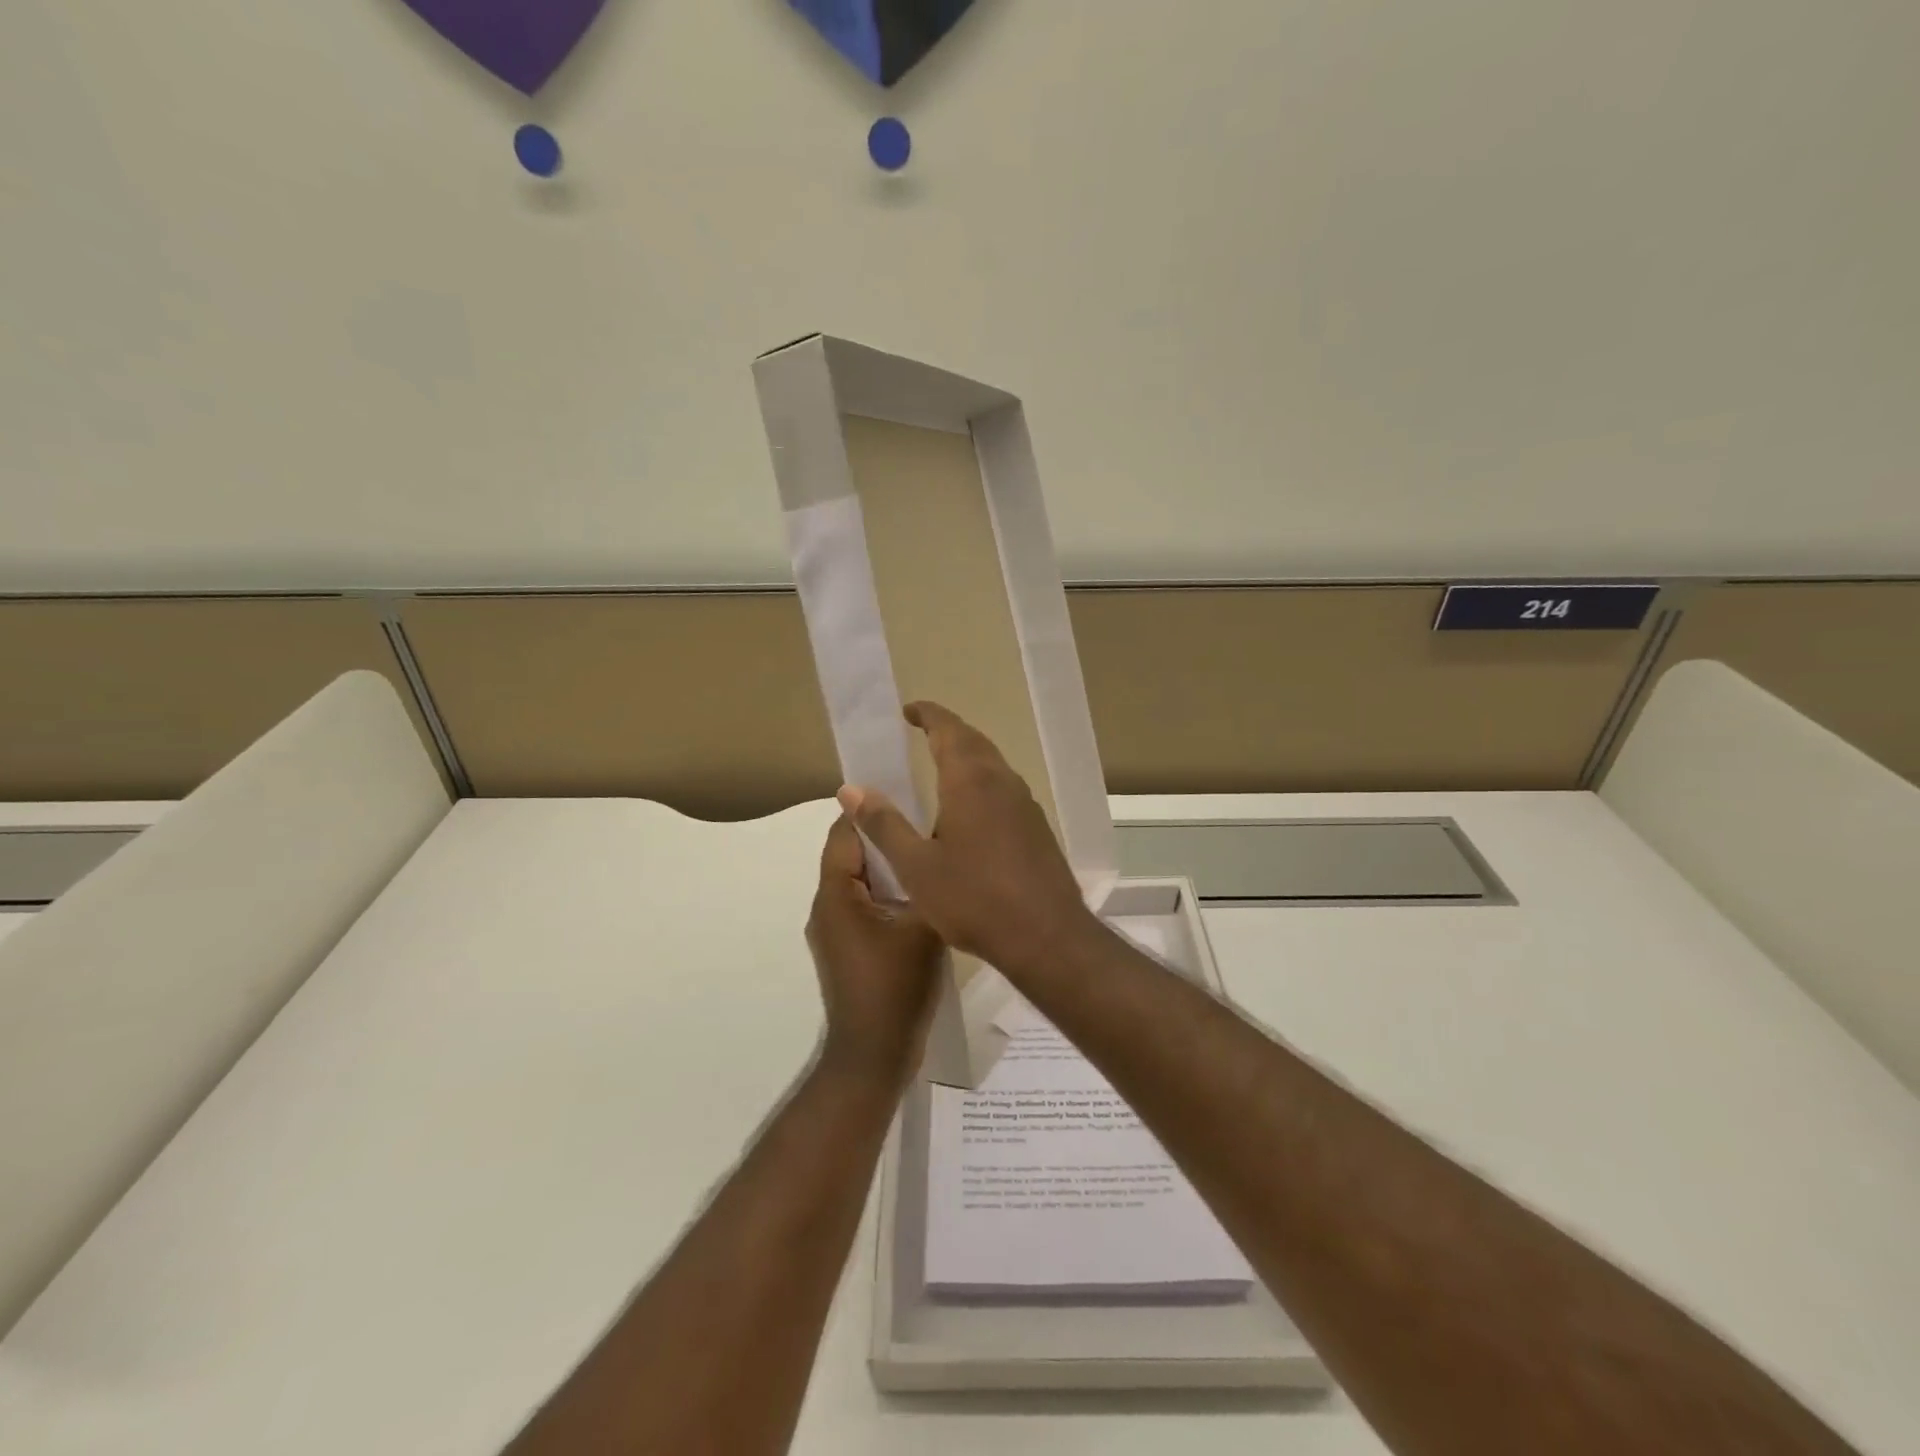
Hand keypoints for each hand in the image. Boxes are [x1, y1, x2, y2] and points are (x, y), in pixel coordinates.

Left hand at [806, 815, 944, 1088]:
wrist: (873, 1056)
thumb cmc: (895, 986)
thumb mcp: (922, 926)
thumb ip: (926, 882)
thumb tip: (935, 848)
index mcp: (835, 895)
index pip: (844, 834)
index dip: (871, 811)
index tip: (907, 795)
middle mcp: (826, 908)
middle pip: (852, 856)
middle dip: (886, 838)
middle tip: (927, 824)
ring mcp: (834, 932)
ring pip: (861, 883)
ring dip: (890, 868)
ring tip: (928, 855)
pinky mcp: (847, 951)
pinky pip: (865, 907)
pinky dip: (888, 894)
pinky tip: (922, 896)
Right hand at [835, 701, 1101, 983]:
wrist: (1047, 937)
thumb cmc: (974, 899)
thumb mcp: (916, 866)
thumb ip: (884, 824)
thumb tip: (851, 789)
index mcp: (971, 781)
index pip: (949, 729)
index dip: (928, 714)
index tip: (907, 710)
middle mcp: (1003, 782)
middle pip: (974, 742)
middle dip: (947, 732)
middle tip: (921, 733)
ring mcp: (1025, 805)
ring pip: (993, 766)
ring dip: (967, 758)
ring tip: (940, 769)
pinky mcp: (1037, 828)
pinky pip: (1004, 790)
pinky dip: (981, 784)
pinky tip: (969, 813)